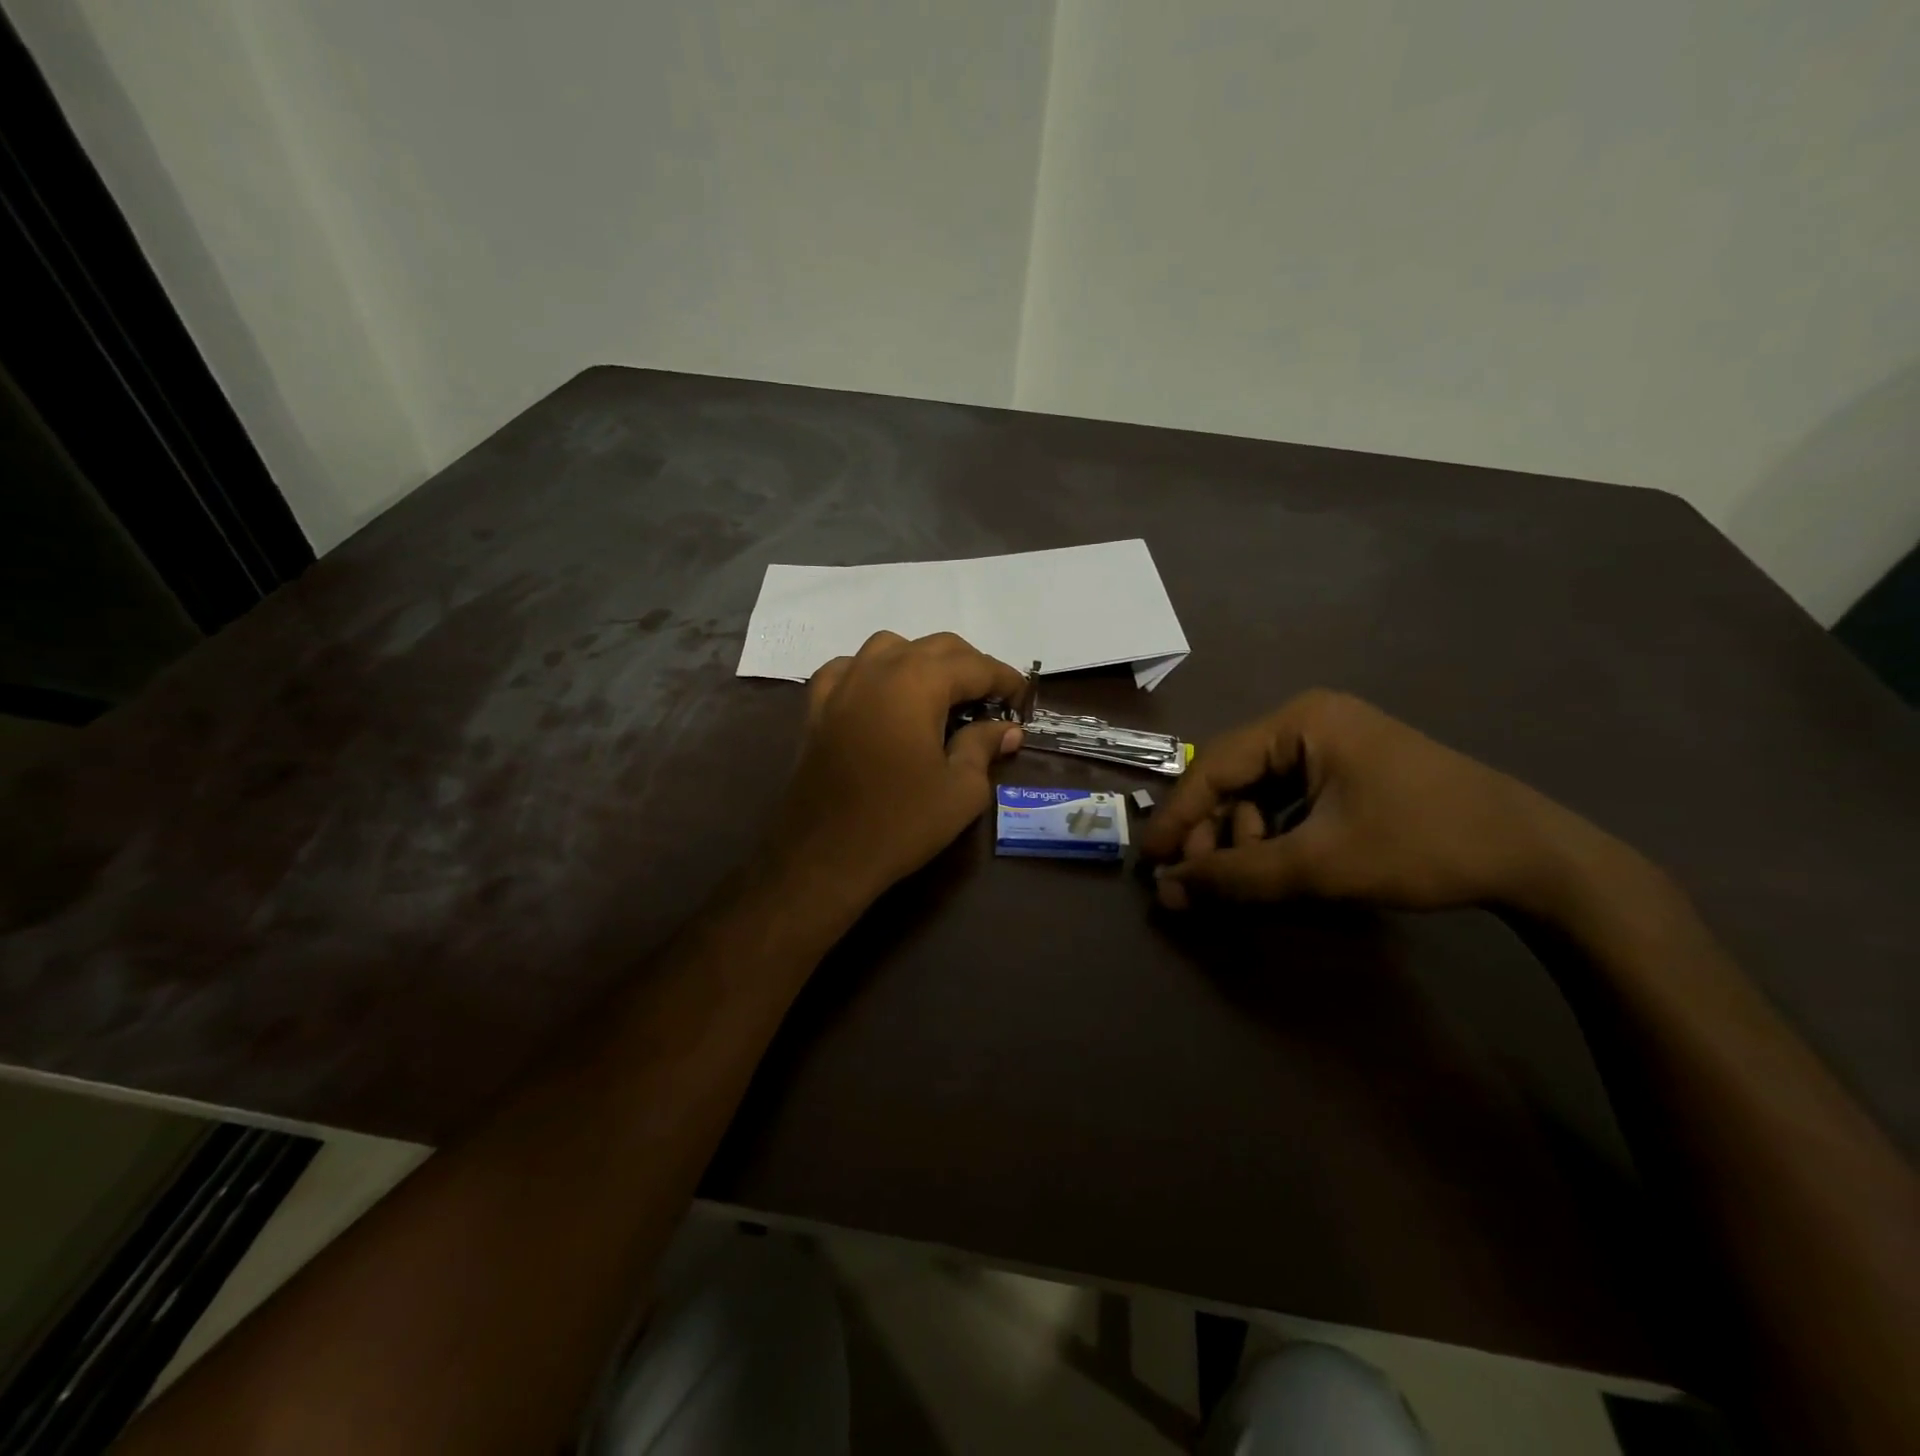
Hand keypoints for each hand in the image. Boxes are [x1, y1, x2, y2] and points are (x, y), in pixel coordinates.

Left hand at [767, 631, 1026, 904]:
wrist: (823, 856)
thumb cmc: (901, 822)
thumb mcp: (961, 789)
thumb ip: (985, 746)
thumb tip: (1007, 729)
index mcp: (918, 682)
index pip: (974, 665)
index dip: (1004, 680)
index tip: (1022, 699)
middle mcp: (878, 668)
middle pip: (935, 647)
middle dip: (970, 666)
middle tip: (990, 701)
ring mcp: (841, 683)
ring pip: (890, 648)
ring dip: (922, 662)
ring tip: (939, 695)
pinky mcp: (816, 706)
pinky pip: (850, 669)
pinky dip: (874, 673)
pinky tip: (882, 698)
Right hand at [1140, 690, 1604, 914]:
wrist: (1534, 856)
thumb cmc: (1422, 844)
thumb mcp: (1320, 864)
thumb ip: (1237, 877)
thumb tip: (1165, 892)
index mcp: (1301, 721)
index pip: (1215, 765)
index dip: (1178, 816)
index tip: (1150, 860)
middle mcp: (1309, 722)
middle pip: (1234, 779)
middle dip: (1216, 834)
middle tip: (1203, 884)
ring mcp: (1332, 745)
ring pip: (1258, 794)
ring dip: (1244, 839)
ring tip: (1252, 881)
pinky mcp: (1348, 772)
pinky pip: (1288, 801)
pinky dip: (1273, 836)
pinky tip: (1278, 867)